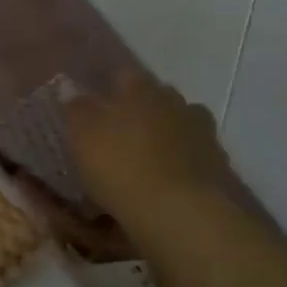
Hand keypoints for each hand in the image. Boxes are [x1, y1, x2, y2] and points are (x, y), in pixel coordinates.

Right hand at [63, 70, 235, 217]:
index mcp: (140, 89)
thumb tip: (69, 85)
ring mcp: (201, 131)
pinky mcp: (218, 162)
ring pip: (180, 123)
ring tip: (149, 158)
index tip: (99, 104)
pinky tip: (171, 178)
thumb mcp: (84, 136)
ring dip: (167, 134)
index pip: (124, 75)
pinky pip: (196, 153)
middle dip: (142, 110)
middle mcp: (174, 101)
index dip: (111, 88)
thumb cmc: (121, 166)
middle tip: (123, 133)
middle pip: (157, 97)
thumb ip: (77, 108)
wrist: (178, 211)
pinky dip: (184, 161)